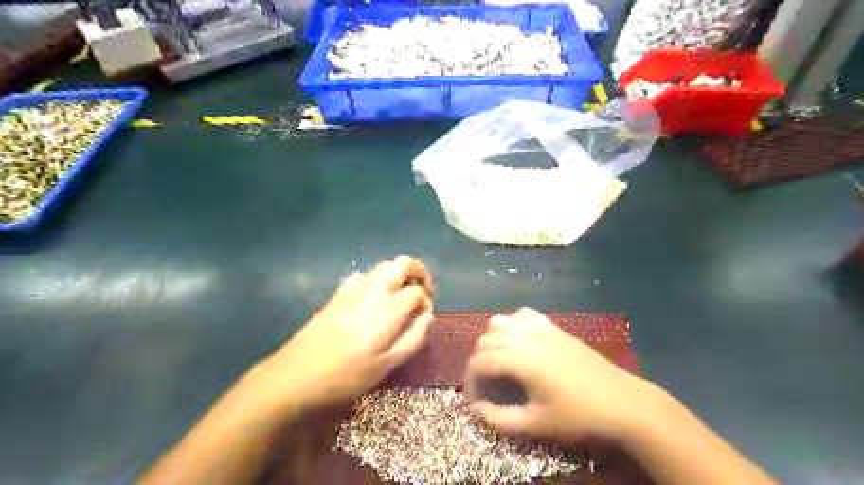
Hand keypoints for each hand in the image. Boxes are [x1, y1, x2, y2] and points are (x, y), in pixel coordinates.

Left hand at [253, 257, 434, 413]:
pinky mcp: (338, 294)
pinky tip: (373, 298)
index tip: (423, 317)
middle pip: (402, 263)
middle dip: (419, 271)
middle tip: (423, 290)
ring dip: (398, 274)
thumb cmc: (346, 376)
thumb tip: (427, 317)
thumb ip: (413, 339)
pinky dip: (376, 279)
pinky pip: (363, 275)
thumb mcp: (386, 366)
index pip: (417, 292)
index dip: (426, 301)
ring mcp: (353, 290)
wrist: (296, 375)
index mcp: (388, 310)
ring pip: (383, 266)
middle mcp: (373, 291)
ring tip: (401, 295)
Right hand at [469, 308, 658, 440]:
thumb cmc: (578, 415)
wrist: (621, 401)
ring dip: (492, 340)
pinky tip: (519, 341)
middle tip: (487, 385)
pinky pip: (524, 315)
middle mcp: (525, 337)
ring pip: (499, 322)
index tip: (475, 399)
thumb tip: (477, 409)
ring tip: (499, 361)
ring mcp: (540, 328)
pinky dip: (513, 324)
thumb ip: (501, 418)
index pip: (479, 362)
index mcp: (520, 360)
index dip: (470, 381)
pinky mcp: (554, 327)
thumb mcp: (537, 423)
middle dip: (479, 362)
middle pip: (485, 340)